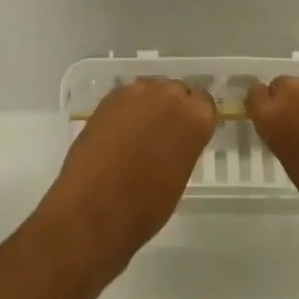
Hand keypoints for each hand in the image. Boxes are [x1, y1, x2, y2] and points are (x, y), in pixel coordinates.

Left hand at [47, 78, 215, 273]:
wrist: (96, 208)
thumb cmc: (147, 205)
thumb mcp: (180, 175)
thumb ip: (182, 145)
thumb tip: (172, 141)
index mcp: (195, 117)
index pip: (203, 102)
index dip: (193, 117)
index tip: (186, 133)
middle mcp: (169, 95)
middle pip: (175, 91)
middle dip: (170, 108)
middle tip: (161, 134)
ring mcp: (136, 93)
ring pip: (148, 90)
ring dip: (147, 106)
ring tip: (136, 134)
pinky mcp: (108, 99)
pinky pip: (124, 99)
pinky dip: (124, 112)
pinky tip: (116, 134)